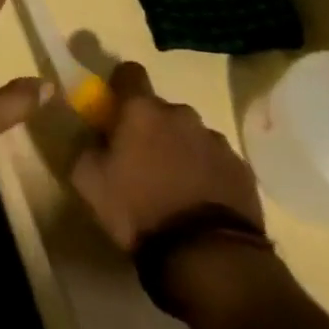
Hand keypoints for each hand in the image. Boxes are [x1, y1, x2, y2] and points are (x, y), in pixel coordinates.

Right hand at [70, 61, 263, 250]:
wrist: (208, 256)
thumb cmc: (138, 210)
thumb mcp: (88, 181)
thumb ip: (85, 147)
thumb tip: (93, 136)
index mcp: (142, 111)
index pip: (129, 72)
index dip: (120, 86)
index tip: (114, 107)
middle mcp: (181, 114)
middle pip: (161, 109)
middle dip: (151, 126)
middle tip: (140, 160)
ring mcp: (216, 141)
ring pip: (190, 135)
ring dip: (179, 149)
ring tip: (173, 186)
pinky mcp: (242, 169)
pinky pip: (215, 160)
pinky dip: (205, 172)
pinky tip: (199, 202)